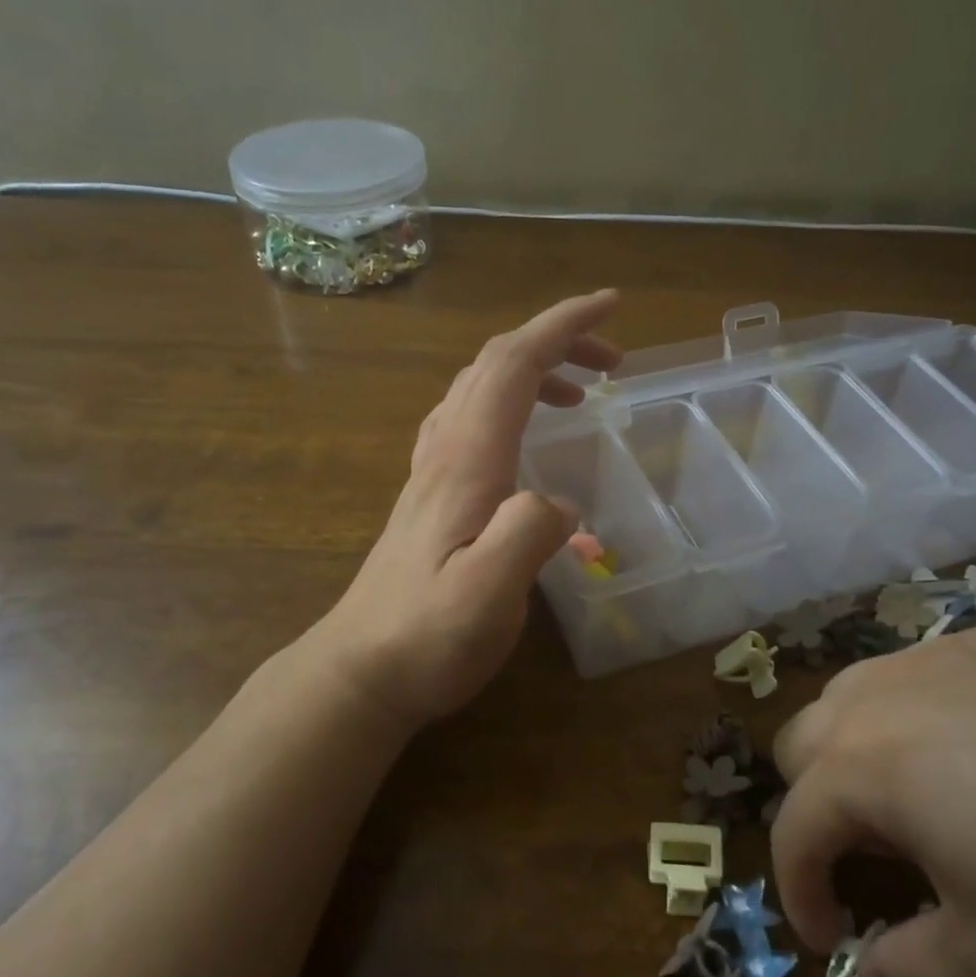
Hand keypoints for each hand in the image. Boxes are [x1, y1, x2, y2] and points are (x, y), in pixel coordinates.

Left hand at [312, 290, 621, 731]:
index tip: (612, 307)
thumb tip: (562, 501)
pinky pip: (471, 417)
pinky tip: (527, 433)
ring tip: (581, 392)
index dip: (563, 326)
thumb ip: (528, 536)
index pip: (513, 364)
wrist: (362, 669)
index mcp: (467, 460)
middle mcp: (447, 449)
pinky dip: (511, 401)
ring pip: (480, 386)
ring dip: (534, 368)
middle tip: (612, 360)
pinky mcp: (433, 491)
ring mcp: (434, 468)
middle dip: (557, 340)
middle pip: (496, 363)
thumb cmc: (426, 636)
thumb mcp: (486, 596)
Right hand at [769, 623, 975, 976]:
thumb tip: (868, 970)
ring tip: (920, 793)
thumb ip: (906, 966)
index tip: (830, 934)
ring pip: (855, 692)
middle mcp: (882, 693)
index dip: (799, 890)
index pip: (792, 828)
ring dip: (858, 746)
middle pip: (801, 741)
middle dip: (818, 804)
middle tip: (874, 857)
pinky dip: (923, 710)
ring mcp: (939, 653)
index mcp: (864, 766)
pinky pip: (925, 668)